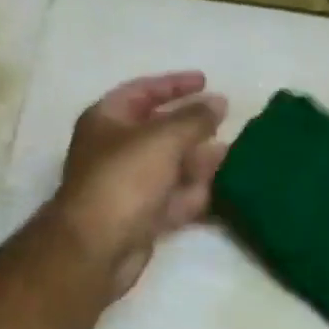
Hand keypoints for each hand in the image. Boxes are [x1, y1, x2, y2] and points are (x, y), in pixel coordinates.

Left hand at [51, 72, 228, 299]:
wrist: (96, 247)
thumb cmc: (124, 178)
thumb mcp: (163, 139)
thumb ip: (194, 118)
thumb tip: (218, 103)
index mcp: (106, 119)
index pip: (142, 91)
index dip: (173, 84)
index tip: (205, 81)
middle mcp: (113, 149)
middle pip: (157, 129)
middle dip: (191, 125)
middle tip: (225, 119)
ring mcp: (126, 185)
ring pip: (168, 165)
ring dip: (197, 159)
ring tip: (232, 152)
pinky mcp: (139, 216)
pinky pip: (171, 196)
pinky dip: (193, 191)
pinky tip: (221, 187)